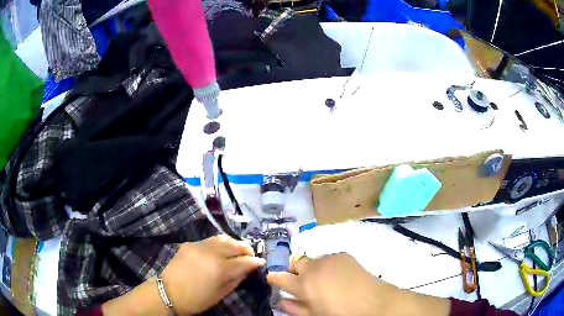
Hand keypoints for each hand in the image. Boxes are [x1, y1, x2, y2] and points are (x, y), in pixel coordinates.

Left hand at [162, 235, 265, 314]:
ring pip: (223, 238)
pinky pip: (210, 240)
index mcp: (220, 269)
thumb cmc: (197, 300)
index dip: (256, 262)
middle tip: (251, 256)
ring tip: (237, 251)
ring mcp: (199, 245)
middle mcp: (211, 253)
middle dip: (247, 249)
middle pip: (236, 244)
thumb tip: (249, 269)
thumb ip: (237, 279)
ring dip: (234, 243)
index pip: (245, 261)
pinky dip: (220, 243)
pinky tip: (221, 250)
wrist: (168, 292)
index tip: (261, 263)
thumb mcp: (221, 294)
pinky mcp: (190, 243)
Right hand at [267, 253, 449, 315]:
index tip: (273, 280)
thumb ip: (295, 308)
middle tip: (302, 283)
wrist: (374, 302)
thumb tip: (281, 301)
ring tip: (323, 280)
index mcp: (304, 285)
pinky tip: (337, 276)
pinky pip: (328, 257)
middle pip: (295, 261)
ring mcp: (330, 258)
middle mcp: (314, 267)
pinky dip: (327, 265)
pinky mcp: (344, 255)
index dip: (274, 278)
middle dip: (294, 270)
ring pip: (312, 259)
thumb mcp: (314, 315)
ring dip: (312, 268)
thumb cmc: (341, 314)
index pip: (280, 277)